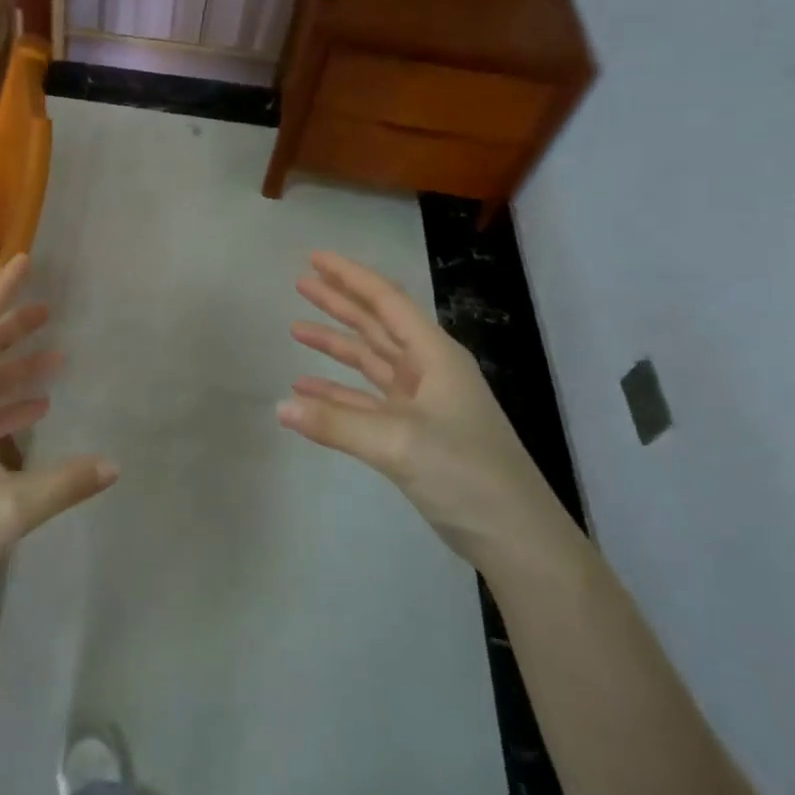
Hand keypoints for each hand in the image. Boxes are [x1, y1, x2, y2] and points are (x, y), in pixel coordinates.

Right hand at [277, 252, 563, 568]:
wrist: (514, 536)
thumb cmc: (465, 474)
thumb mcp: (398, 443)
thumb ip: (337, 423)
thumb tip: (280, 407)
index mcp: (434, 357)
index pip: (386, 302)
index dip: (349, 277)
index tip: (313, 259)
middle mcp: (428, 371)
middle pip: (376, 325)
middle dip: (339, 303)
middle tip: (300, 282)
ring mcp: (421, 403)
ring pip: (370, 362)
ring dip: (335, 346)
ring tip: (296, 329)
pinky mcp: (413, 434)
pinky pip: (366, 402)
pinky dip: (337, 394)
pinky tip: (307, 393)